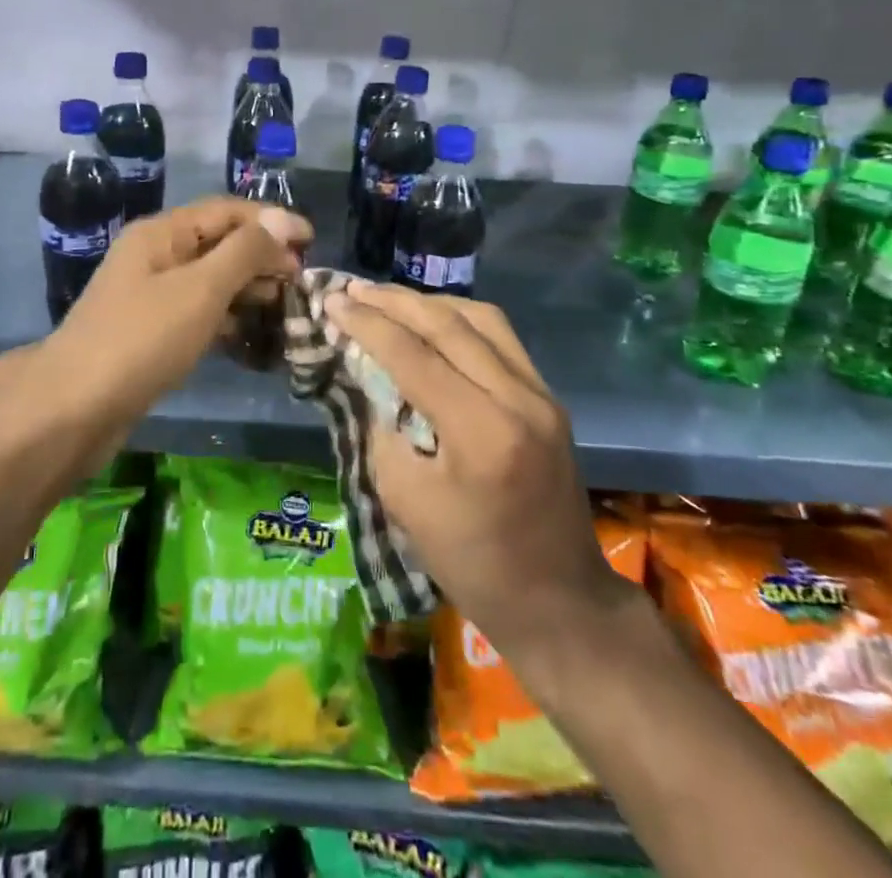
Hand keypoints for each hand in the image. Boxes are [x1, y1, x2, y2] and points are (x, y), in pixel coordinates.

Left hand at [0, 199, 311, 476]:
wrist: (74, 409)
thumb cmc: (142, 338)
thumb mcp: (201, 289)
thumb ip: (244, 252)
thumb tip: (283, 219)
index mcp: (161, 233)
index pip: (226, 210)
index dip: (271, 221)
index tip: (312, 242)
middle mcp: (154, 255)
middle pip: (218, 242)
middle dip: (262, 256)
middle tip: (301, 281)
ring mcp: (149, 294)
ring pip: (210, 279)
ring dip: (247, 287)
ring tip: (285, 306)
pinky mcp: (150, 331)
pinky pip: (197, 311)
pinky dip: (226, 317)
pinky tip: (251, 335)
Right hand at [325, 282, 628, 667]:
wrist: (559, 602)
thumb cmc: (473, 563)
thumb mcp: (405, 501)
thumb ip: (384, 428)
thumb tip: (370, 377)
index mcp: (482, 432)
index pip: (415, 355)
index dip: (367, 324)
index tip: (331, 302)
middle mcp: (519, 398)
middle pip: (449, 324)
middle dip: (394, 301)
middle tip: (352, 289)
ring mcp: (541, 394)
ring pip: (481, 318)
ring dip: (429, 302)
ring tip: (387, 299)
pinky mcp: (548, 398)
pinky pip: (500, 337)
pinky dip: (459, 319)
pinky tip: (432, 321)